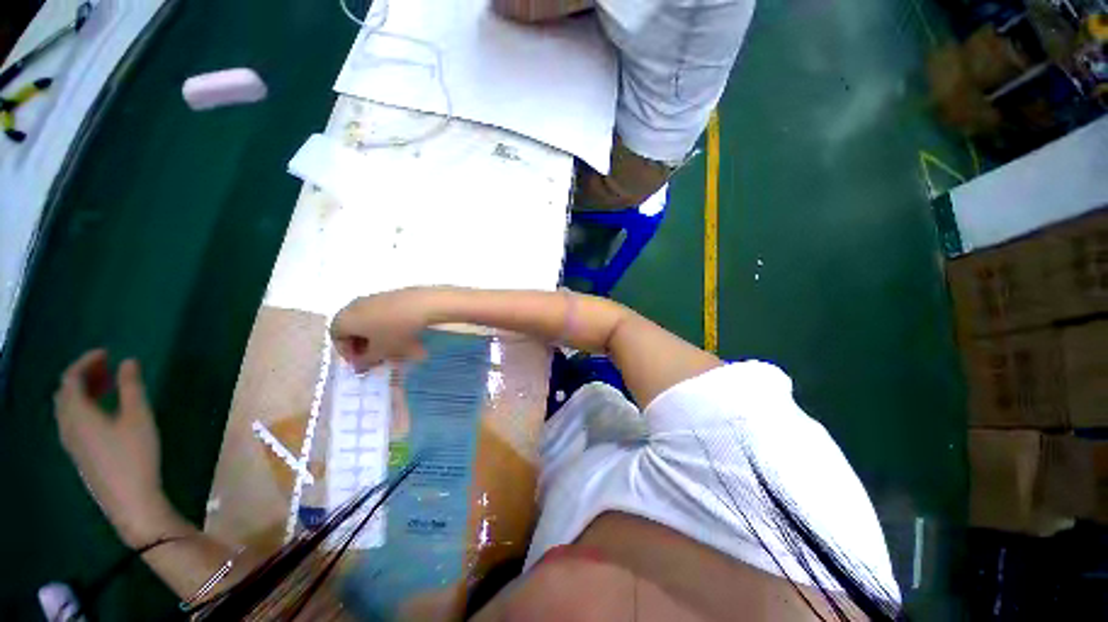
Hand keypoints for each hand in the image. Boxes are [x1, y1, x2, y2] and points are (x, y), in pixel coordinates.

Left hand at [54, 350, 180, 546]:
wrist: (130, 500)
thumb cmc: (135, 455)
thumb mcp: (138, 417)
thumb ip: (132, 387)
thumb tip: (128, 361)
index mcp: (78, 414)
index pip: (71, 379)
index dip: (86, 361)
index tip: (107, 353)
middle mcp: (67, 425)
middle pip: (65, 393)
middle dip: (83, 375)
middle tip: (108, 367)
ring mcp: (72, 442)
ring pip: (67, 408)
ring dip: (83, 392)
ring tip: (108, 386)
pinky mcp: (80, 453)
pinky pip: (72, 421)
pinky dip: (84, 407)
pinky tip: (104, 412)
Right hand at [331, 288, 433, 370]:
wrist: (423, 304)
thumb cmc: (395, 331)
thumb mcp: (379, 352)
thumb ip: (365, 361)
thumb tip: (359, 366)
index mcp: (344, 318)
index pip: (337, 338)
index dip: (348, 354)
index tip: (363, 364)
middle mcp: (354, 305)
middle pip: (352, 328)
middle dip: (363, 345)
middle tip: (377, 357)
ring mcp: (373, 297)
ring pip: (369, 321)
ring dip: (377, 336)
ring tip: (392, 348)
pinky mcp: (391, 294)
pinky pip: (383, 313)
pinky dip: (388, 325)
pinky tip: (404, 334)